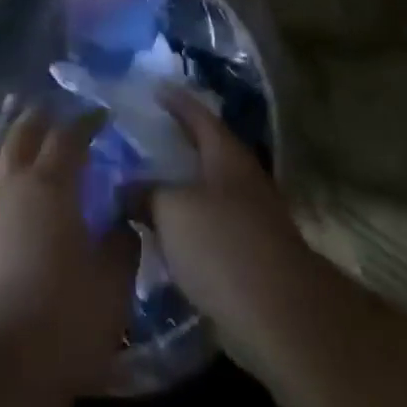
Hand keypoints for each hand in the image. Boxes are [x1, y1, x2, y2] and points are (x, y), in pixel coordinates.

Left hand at [0, 101, 137, 400]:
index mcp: (50, 184)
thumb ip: (122, 242)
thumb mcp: (113, 283)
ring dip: (9, 125)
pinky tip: (2, 165)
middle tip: (56, 103)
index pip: (68, 136)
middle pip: (24, 131)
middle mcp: (16, 183)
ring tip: (15, 110)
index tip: (101, 114)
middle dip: (41, 113)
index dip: (86, 121)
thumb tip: (123, 218)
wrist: (0, 365)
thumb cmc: (65, 319)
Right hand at [149, 88, 319, 377]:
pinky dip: (189, 224)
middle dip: (176, 143)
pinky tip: (166, 234)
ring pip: (208, 190)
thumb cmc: (224, 246)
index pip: (197, 113)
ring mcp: (252, 217)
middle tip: (140, 137)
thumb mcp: (171, 211)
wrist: (283, 319)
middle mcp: (242, 177)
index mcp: (225, 153)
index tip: (153, 88)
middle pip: (206, 150)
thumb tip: (123, 186)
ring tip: (144, 186)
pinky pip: (212, 227)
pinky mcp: (252, 256)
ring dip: (181, 187)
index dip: (175, 99)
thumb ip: (144, 192)